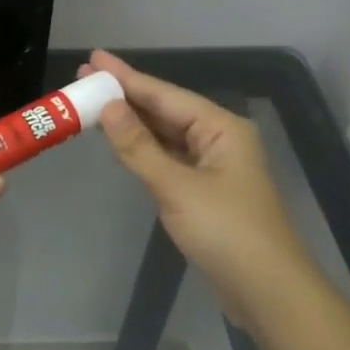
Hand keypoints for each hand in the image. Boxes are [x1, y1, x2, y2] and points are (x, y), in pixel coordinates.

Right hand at [85, 50, 307, 316]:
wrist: (266, 290)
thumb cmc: (225, 232)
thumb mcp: (176, 187)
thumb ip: (138, 147)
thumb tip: (107, 107)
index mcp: (220, 128)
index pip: (164, 95)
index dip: (126, 77)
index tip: (93, 59)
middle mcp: (219, 139)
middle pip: (165, 110)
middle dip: (125, 96)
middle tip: (84, 80)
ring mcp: (213, 165)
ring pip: (165, 135)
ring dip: (132, 122)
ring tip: (93, 105)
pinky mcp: (204, 190)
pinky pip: (168, 158)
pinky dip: (143, 149)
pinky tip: (121, 142)